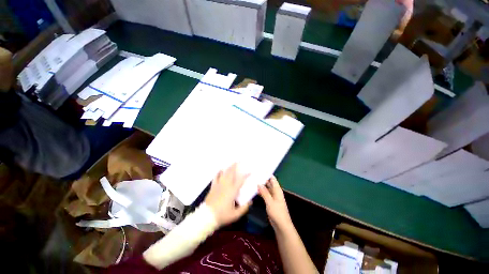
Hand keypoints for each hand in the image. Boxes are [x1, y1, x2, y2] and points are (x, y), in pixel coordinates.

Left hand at [204, 163, 250, 226]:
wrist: (207, 217)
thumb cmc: (222, 215)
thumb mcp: (235, 215)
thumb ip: (244, 208)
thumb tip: (250, 202)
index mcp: (232, 191)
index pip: (241, 180)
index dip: (246, 175)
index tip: (250, 172)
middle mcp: (226, 185)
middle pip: (231, 173)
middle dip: (235, 166)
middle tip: (238, 161)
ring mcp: (218, 185)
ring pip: (224, 173)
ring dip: (228, 167)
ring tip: (231, 163)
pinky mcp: (213, 187)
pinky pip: (216, 177)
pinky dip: (218, 173)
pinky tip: (220, 170)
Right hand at [258, 176, 292, 232]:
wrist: (281, 226)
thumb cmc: (277, 213)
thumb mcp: (270, 202)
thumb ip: (264, 192)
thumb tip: (259, 183)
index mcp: (277, 190)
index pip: (273, 179)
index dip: (267, 174)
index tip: (260, 170)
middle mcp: (275, 192)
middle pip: (269, 183)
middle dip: (263, 179)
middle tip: (254, 175)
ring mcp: (273, 197)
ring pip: (267, 189)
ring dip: (261, 186)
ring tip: (253, 181)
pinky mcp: (270, 202)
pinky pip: (265, 194)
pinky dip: (261, 192)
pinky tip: (255, 190)